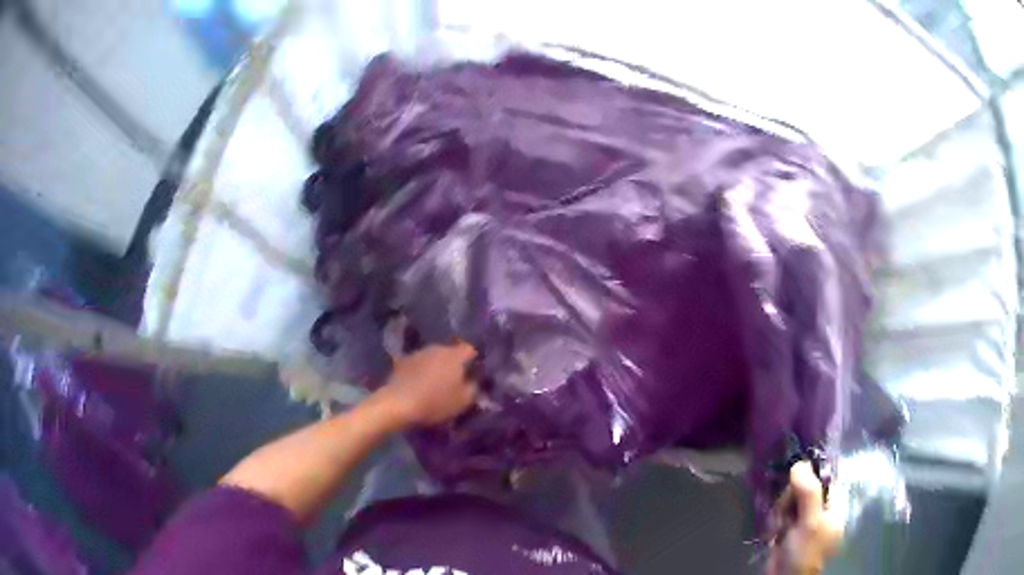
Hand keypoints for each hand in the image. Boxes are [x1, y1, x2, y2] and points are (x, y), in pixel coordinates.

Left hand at [376, 341, 478, 426]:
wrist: (397, 403)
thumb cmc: (435, 402)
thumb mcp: (463, 401)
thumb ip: (474, 388)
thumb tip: (475, 380)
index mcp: (455, 355)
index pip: (471, 349)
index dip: (475, 361)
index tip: (474, 374)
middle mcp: (437, 348)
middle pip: (451, 352)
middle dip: (455, 364)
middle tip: (456, 380)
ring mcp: (418, 352)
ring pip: (434, 356)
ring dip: (437, 366)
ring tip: (436, 383)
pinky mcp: (403, 360)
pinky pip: (419, 363)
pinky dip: (422, 371)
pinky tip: (419, 384)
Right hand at [767, 461, 844, 574]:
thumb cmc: (805, 552)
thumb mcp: (810, 522)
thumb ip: (808, 492)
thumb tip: (800, 463)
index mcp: (834, 504)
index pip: (824, 478)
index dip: (809, 476)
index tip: (795, 484)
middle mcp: (821, 509)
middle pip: (804, 488)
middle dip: (790, 499)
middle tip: (787, 513)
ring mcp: (805, 520)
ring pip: (790, 501)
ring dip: (781, 512)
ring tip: (780, 527)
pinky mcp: (790, 530)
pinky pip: (782, 515)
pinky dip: (776, 521)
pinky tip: (775, 532)